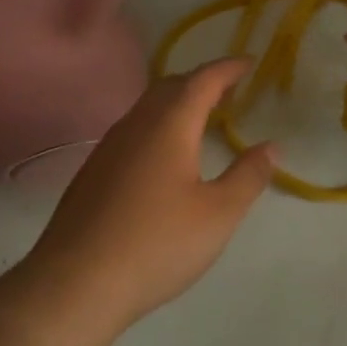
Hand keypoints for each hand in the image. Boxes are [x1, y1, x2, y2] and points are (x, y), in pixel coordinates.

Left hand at [14, 58, 275, 340]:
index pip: (203, 79)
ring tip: (202, 118)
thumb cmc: (156, 243)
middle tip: (230, 90)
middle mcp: (137, 124)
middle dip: (202, 81)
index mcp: (170, 124)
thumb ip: (248, 176)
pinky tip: (164, 155)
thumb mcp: (217, 215)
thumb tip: (272, 147)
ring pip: (148, 107)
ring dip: (178, 102)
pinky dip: (158, 124)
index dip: (229, 67)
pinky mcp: (93, 170)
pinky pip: (133, 129)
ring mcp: (109, 146)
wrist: (74, 283)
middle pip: (172, 85)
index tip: (250, 62)